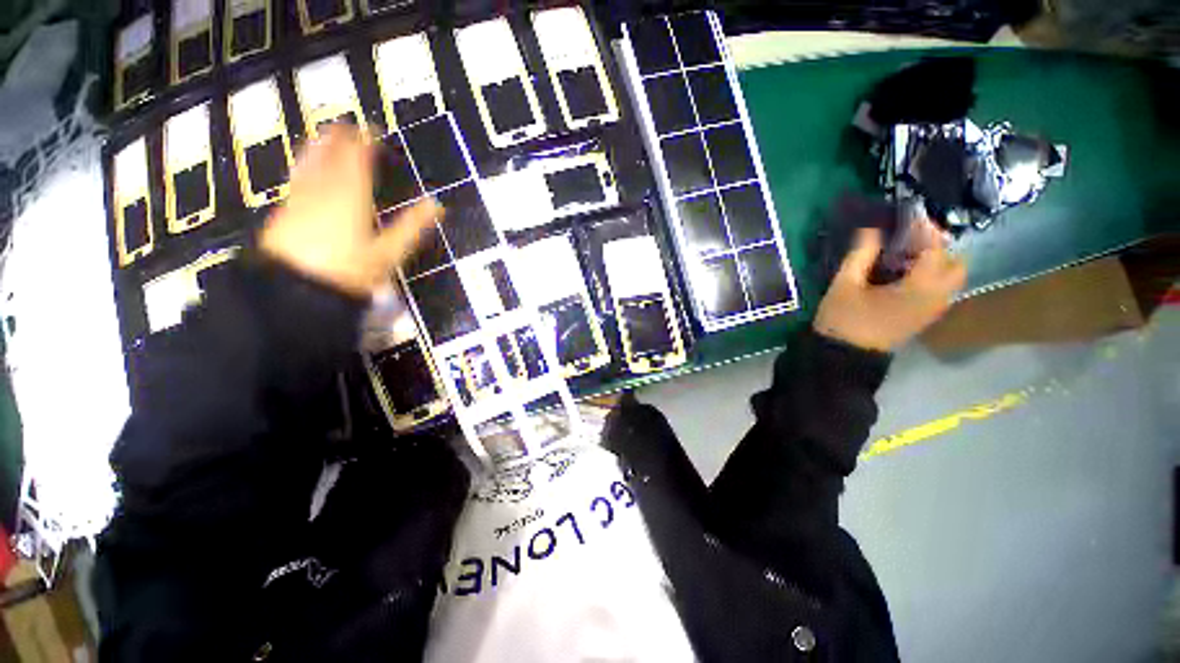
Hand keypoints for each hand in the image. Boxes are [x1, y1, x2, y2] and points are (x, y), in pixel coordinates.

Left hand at [259, 125, 439, 297]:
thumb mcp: (389, 252)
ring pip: (310, 161)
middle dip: (341, 137)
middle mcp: (323, 187)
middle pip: (331, 153)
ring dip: (320, 145)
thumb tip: (438, 205)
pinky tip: (305, 166)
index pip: (357, 156)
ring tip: (326, 135)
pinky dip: (305, 163)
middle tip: (350, 127)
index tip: (374, 129)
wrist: (294, 288)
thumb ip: (413, 226)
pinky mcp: (286, 209)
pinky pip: (298, 176)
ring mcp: (300, 197)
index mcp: (351, 194)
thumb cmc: (349, 270)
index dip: (366, 140)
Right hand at [814, 221, 965, 351]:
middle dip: (939, 248)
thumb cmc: (843, 320)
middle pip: (955, 265)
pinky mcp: (923, 318)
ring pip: (949, 279)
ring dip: (934, 262)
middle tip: (912, 240)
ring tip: (904, 256)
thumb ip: (861, 256)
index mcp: (919, 289)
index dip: (925, 230)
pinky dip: (929, 277)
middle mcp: (936, 298)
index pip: (935, 250)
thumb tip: (871, 230)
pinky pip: (939, 291)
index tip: (911, 217)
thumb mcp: (844, 285)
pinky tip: (902, 275)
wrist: (844, 357)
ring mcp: (932, 311)